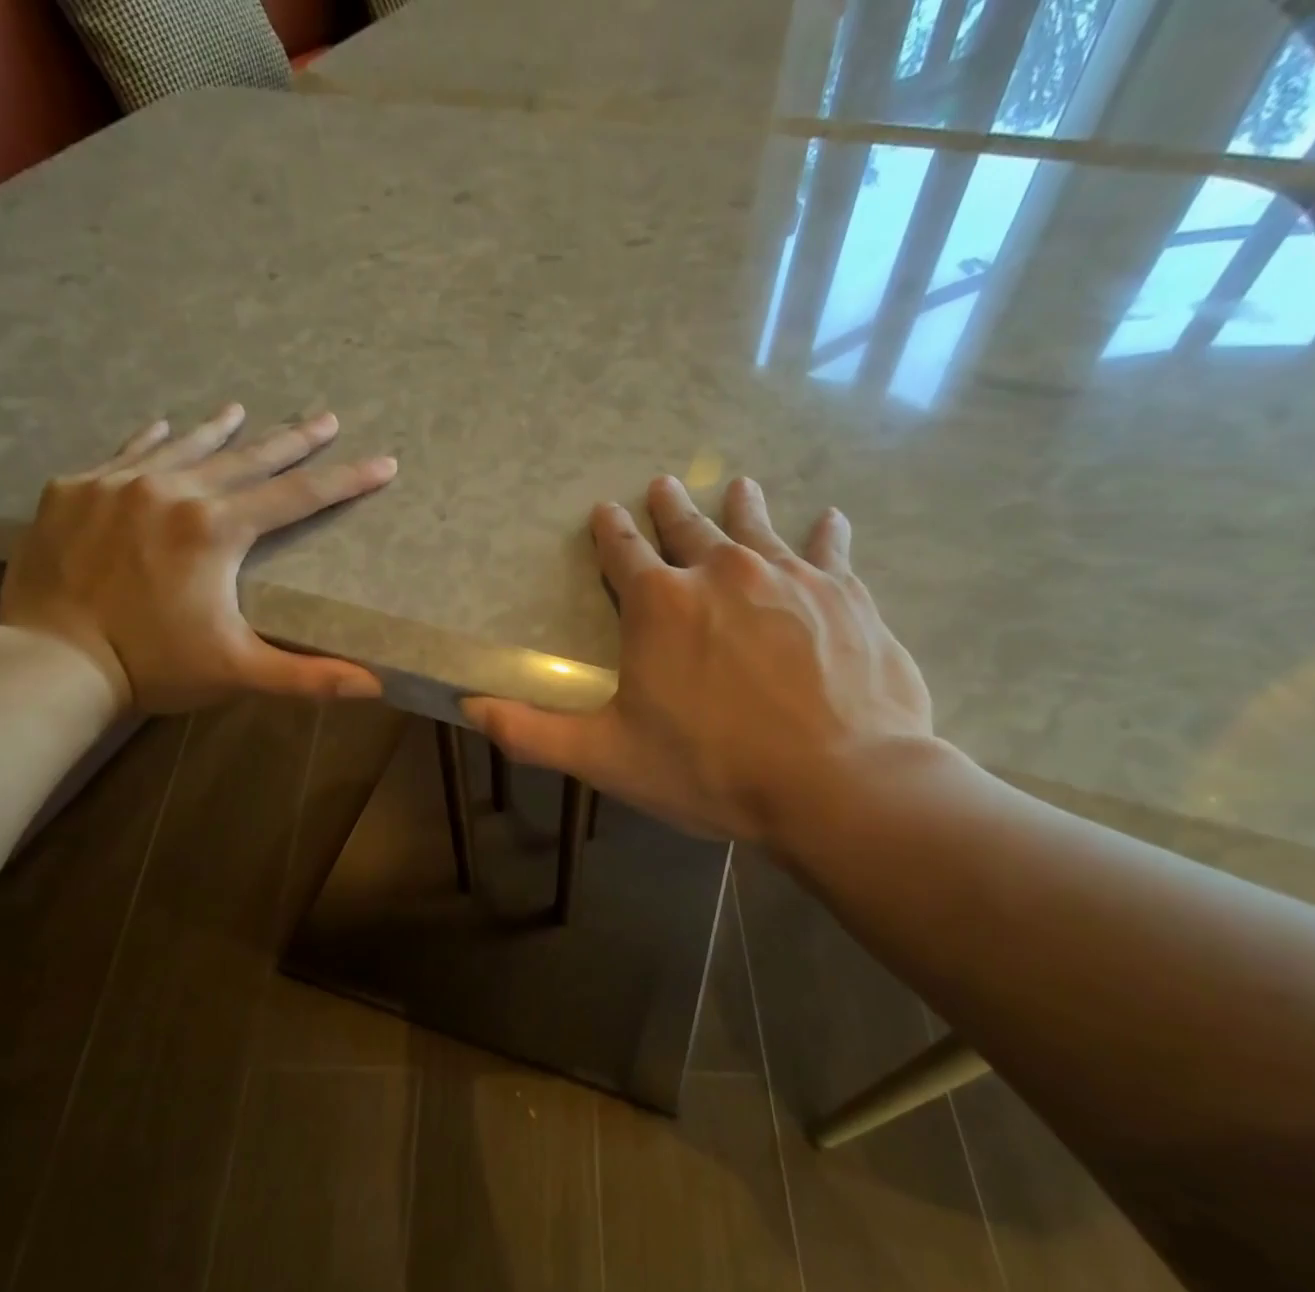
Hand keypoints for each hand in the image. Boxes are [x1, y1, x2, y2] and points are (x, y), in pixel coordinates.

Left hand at [0, 405, 395, 714]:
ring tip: (242, 409)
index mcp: (216, 529)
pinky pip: (123, 452)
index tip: (383, 462)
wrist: (50, 661)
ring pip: (184, 447)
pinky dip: (152, 440)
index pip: (297, 497)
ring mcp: (116, 484)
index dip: (345, 481)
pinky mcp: (73, 491)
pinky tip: (164, 426)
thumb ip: (309, 676)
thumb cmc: (154, 665)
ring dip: (220, 430)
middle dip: (291, 440)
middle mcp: (171, 491)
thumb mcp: (239, 671)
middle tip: (325, 417)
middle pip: (246, 459)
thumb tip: (376, 686)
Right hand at [465, 475, 935, 846]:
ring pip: (757, 526)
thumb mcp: (607, 758)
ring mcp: (788, 577)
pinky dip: (826, 535)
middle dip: (670, 506)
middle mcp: (721, 572)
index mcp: (660, 605)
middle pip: (688, 527)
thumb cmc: (711, 770)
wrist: (837, 783)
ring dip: (741, 506)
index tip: (606, 512)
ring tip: (736, 485)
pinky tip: (829, 519)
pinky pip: (829, 550)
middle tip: (662, 484)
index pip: (624, 553)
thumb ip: (534, 731)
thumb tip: (469, 707)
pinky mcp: (844, 595)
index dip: (611, 532)